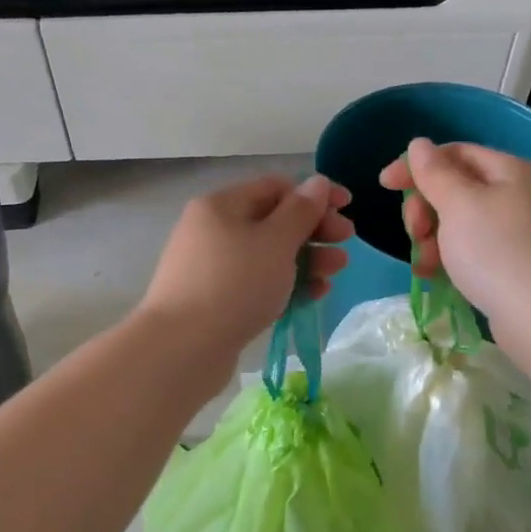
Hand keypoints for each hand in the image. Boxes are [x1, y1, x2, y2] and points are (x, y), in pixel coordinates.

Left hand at [138, 173, 353, 365]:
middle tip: (347, 242)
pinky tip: (314, 294)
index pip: (275, 187)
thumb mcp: (275, 242)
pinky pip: (258, 283)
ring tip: (335, 272)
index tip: (348, 207)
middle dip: (314, 230)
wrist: (182, 348)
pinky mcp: (217, 300)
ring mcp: (213, 267)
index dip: (314, 194)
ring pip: (268, 255)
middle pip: (273, 221)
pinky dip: (286, 284)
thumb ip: (301, 211)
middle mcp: (213, 230)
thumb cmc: (234, 284)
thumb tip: (317, 182)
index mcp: (221, 205)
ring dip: (306, 259)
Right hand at [378, 139, 530, 335]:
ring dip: (434, 238)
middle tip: (414, 233)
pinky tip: (437, 277)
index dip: (417, 165)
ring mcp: (521, 232)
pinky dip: (452, 259)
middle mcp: (519, 195)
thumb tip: (420, 144)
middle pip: (457, 189)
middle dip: (425, 208)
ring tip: (425, 264)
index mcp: (509, 170)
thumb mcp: (458, 204)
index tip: (384, 185)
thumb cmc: (496, 251)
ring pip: (462, 223)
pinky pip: (475, 251)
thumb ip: (435, 172)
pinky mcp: (518, 265)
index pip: (455, 153)